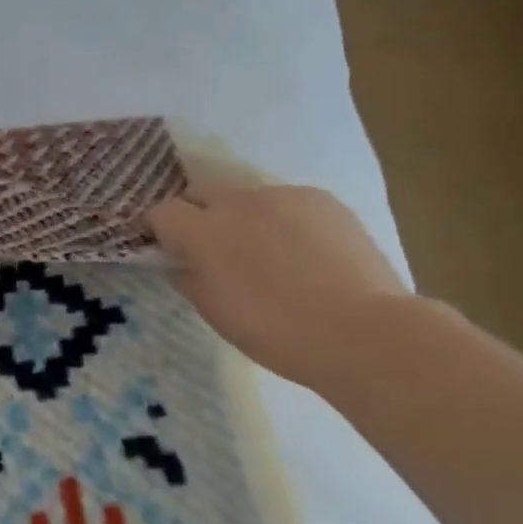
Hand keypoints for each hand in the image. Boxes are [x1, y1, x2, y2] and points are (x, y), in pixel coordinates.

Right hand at [147, 179, 412, 388]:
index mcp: (204, 232)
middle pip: (201, 192)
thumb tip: (178, 263)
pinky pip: (287, 202)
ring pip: (247, 197)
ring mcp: (283, 195)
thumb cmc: (276, 332)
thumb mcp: (216, 313)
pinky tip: (305, 253)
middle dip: (198, 213)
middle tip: (214, 249)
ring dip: (243, 217)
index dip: (160, 229)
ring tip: (268, 254)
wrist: (362, 331)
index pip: (162, 212)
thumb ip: (188, 279)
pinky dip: (283, 221)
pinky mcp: (321, 199)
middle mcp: (238, 201)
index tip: (168, 249)